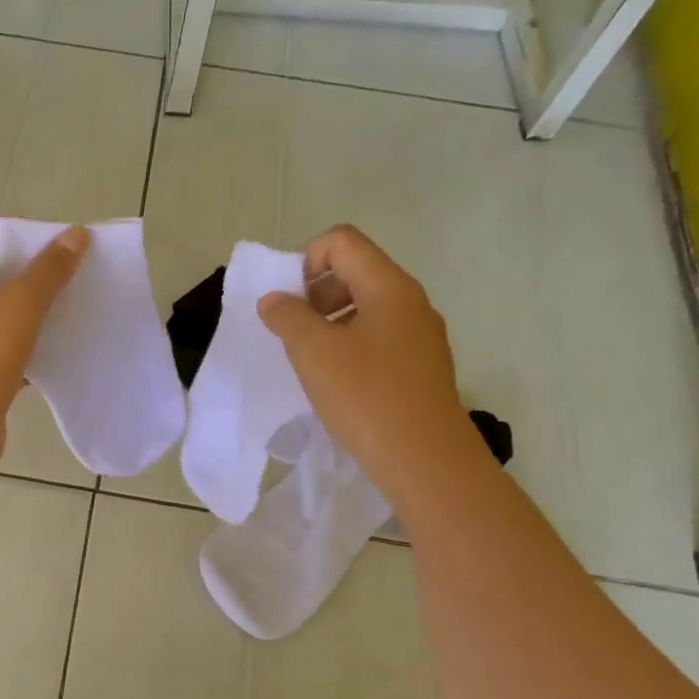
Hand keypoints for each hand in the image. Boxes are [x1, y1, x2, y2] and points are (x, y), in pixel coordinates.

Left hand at [0, 219, 88, 474]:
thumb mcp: (21, 305)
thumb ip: (50, 270)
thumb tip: (76, 234)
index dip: (29, 234)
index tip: (66, 248)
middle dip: (36, 275)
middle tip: (76, 280)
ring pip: (1, 315)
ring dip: (34, 313)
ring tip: (72, 314)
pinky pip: (2, 348)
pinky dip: (27, 347)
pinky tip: (56, 352)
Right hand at [258, 224, 478, 502]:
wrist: (423, 456)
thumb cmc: (365, 395)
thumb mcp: (313, 352)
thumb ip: (287, 317)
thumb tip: (275, 299)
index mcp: (388, 286)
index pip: (342, 241)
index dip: (305, 260)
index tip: (288, 303)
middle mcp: (411, 301)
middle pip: (356, 270)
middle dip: (316, 292)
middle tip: (294, 332)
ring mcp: (421, 335)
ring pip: (367, 307)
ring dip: (330, 322)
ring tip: (311, 361)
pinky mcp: (421, 366)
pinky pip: (379, 338)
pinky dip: (350, 346)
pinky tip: (337, 383)